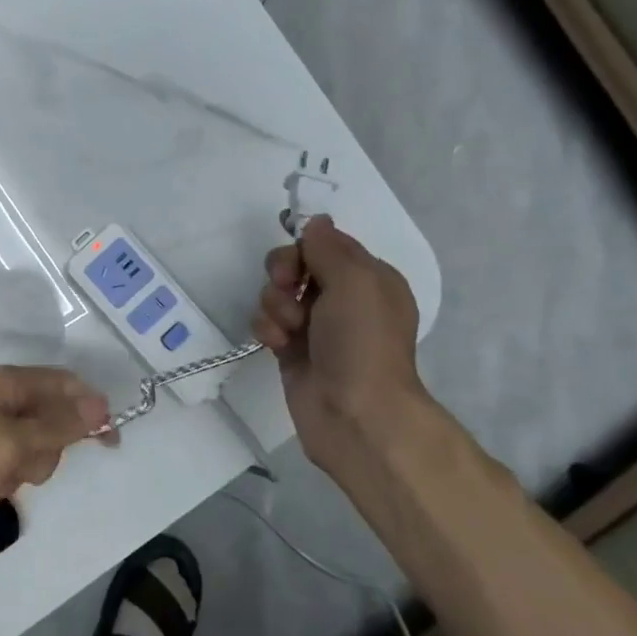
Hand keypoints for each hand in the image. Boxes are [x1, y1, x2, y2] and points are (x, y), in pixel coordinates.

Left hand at [0, 366, 110, 572]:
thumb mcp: (12, 443)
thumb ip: (59, 424)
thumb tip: (101, 404)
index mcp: (0, 381)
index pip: (61, 383)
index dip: (90, 409)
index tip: (111, 443)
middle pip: (44, 419)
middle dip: (42, 451)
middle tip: (18, 468)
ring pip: (22, 450)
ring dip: (15, 474)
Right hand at [252, 216, 425, 476]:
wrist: (355, 412)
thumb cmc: (361, 341)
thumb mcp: (355, 280)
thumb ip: (329, 247)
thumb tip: (316, 223)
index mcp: (369, 279)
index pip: (326, 245)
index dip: (305, 248)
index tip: (298, 260)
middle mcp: (343, 300)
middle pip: (296, 266)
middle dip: (284, 274)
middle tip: (289, 290)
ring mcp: (316, 327)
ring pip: (277, 295)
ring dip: (275, 305)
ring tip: (289, 329)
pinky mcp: (291, 351)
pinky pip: (268, 324)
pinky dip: (267, 329)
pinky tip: (277, 344)